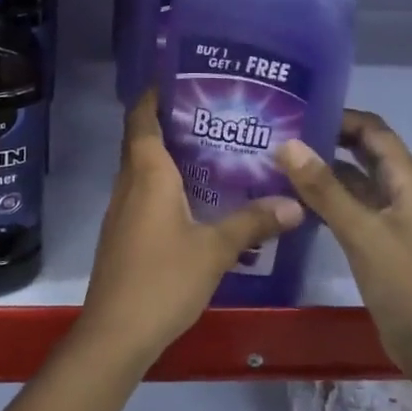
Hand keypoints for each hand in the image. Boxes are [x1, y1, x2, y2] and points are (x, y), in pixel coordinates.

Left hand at [78, 91, 301, 367]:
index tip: (180, 79)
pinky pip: (143, 192)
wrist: (116, 332)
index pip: (141, 118)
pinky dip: (164, 183)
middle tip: (212, 113)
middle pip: (141, 139)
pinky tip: (195, 198)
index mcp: (147, 174)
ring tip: (211, 149)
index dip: (154, 95)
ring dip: (168, 154)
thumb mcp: (215, 250)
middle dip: (169, 122)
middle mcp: (129, 183)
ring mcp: (122, 210)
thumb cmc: (163, 279)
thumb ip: (253, 222)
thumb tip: (295, 203)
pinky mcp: (123, 233)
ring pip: (142, 168)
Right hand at [274, 110, 411, 407]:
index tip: (294, 110)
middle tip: (278, 132)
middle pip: (362, 150)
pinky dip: (325, 198)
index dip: (337, 114)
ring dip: (321, 169)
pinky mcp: (379, 239)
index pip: (371, 129)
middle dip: (325, 138)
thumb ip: (324, 188)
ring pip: (353, 179)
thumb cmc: (407, 285)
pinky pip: (349, 206)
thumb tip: (286, 143)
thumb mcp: (362, 233)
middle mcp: (401, 189)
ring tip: (275, 160)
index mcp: (408, 178)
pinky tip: (291, 199)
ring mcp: (390, 216)